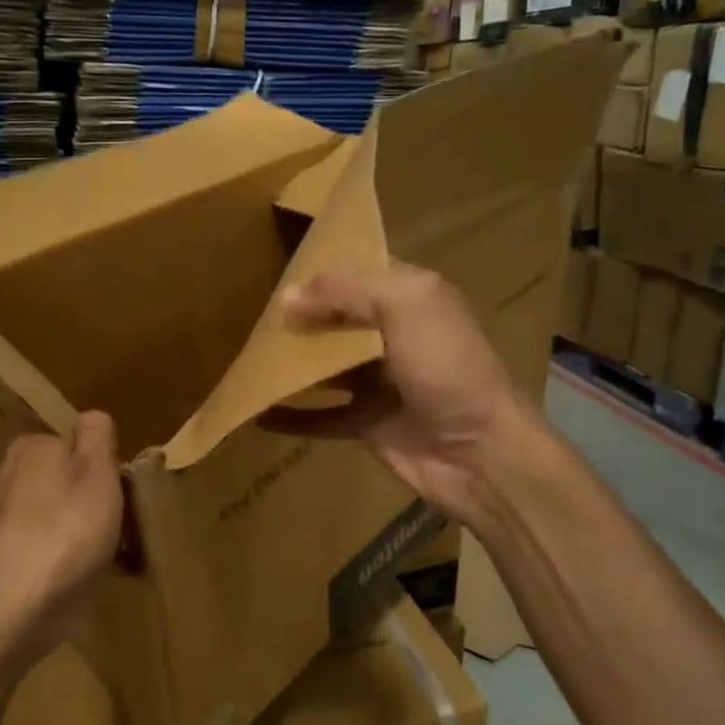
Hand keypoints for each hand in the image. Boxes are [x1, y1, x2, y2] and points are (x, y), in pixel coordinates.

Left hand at [0, 411, 123, 674]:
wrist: (14, 609)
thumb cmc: (66, 530)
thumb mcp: (98, 470)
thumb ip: (97, 435)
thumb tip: (91, 418)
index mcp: (30, 446)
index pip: (71, 439)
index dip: (101, 461)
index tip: (121, 488)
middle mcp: (7, 475)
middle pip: (62, 476)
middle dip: (90, 495)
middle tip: (122, 522)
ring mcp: (0, 518)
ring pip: (54, 512)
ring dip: (80, 528)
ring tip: (109, 554)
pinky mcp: (1, 557)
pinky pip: (44, 544)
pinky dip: (64, 555)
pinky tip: (82, 577)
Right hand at [269, 263, 559, 531]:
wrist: (480, 454)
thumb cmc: (447, 368)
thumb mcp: (406, 307)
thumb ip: (348, 291)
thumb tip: (288, 297)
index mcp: (413, 298)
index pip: (361, 272)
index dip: (322, 270)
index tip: (274, 269)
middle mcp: (396, 335)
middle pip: (338, 319)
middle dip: (300, 316)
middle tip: (250, 315)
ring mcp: (381, 382)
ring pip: (326, 366)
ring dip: (290, 363)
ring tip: (244, 357)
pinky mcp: (368, 423)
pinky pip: (322, 416)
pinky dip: (292, 416)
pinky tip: (255, 412)